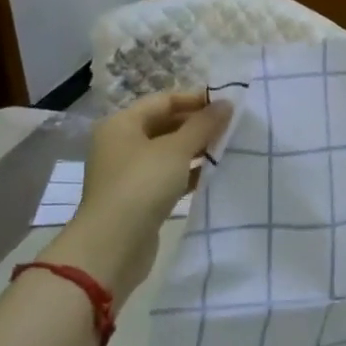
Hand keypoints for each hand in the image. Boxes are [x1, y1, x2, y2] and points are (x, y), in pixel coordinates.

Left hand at [49, 92, 231, 292]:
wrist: (113, 245)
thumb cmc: (142, 185)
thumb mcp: (177, 149)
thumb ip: (203, 124)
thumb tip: (226, 104)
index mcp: (122, 124)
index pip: (164, 100)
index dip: (196, 100)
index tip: (227, 105)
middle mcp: (122, 144)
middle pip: (166, 125)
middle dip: (198, 125)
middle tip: (232, 127)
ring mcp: (129, 172)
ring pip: (169, 152)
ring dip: (197, 150)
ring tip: (229, 148)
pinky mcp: (139, 197)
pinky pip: (169, 176)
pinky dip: (190, 173)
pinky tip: (214, 174)